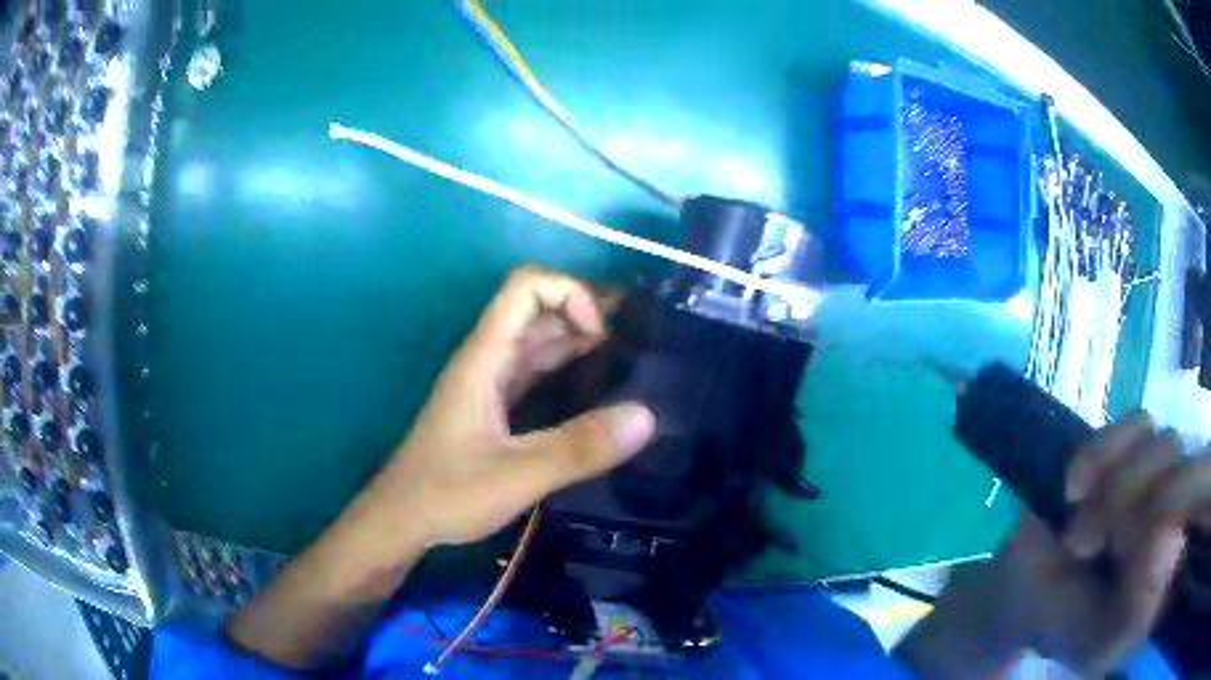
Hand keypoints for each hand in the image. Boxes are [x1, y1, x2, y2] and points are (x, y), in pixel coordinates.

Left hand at [366, 266, 655, 548]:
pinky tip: (597, 391)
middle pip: (537, 308)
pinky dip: (568, 368)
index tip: (603, 336)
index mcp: (484, 357)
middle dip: (585, 312)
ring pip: (538, 340)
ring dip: (579, 339)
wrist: (401, 520)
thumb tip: (647, 416)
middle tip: (635, 342)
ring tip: (628, 361)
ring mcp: (489, 382)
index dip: (569, 293)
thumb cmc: (447, 494)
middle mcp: (487, 359)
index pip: (526, 287)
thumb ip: (578, 448)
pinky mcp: (494, 407)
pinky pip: (536, 371)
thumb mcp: (517, 475)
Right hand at [897, 413, 1210, 678]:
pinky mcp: (1128, 453)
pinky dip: (1109, 444)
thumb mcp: (1090, 639)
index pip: (1186, 518)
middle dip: (1129, 503)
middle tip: (1086, 540)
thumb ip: (1134, 612)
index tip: (1111, 552)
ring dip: (1114, 476)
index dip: (1161, 523)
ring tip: (1078, 513)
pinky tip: (1076, 480)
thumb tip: (1168, 554)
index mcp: (1163, 571)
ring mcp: (1153, 480)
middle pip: (1179, 473)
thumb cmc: (1050, 625)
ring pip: (1161, 441)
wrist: (1017, 599)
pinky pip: (1137, 422)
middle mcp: (1169, 518)